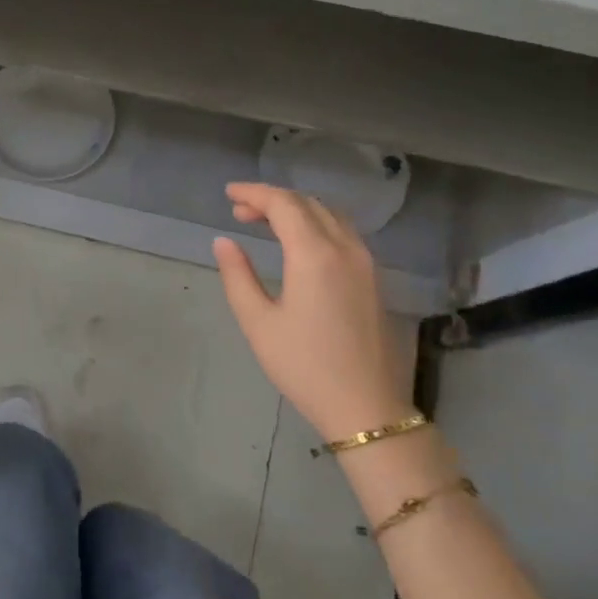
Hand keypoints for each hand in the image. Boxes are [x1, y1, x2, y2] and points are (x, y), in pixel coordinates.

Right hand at [212, 182, 410, 438]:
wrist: (364, 404)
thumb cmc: (303, 366)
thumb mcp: (258, 322)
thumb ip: (238, 276)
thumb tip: (224, 242)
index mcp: (315, 255)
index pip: (284, 205)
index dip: (254, 193)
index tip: (228, 194)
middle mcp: (345, 248)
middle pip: (309, 204)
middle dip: (273, 200)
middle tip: (240, 211)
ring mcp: (365, 262)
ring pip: (330, 215)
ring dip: (297, 210)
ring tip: (265, 223)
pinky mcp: (373, 278)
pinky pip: (343, 233)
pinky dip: (316, 224)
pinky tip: (298, 243)